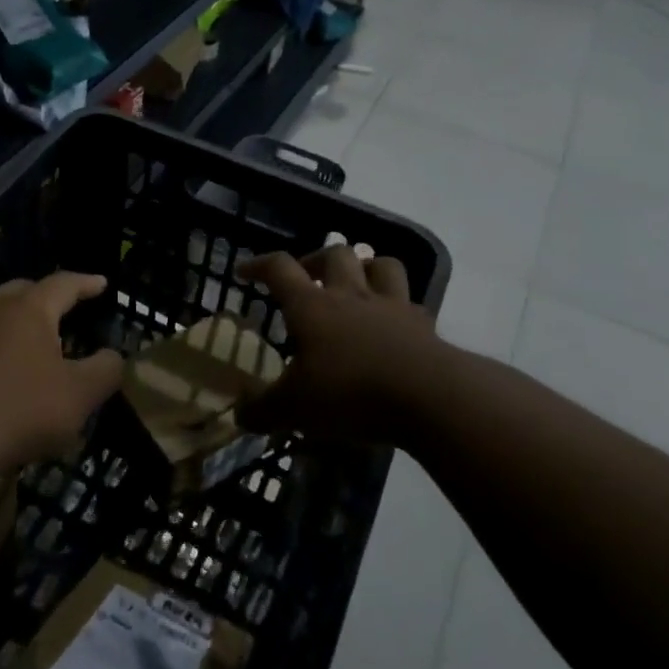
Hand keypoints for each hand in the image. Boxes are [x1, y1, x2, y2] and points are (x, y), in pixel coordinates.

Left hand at [0, 272, 122, 472]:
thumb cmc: (20, 409)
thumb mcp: (79, 396)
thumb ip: (104, 371)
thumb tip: (113, 356)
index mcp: (29, 309)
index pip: (63, 284)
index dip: (85, 283)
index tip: (101, 283)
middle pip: (22, 291)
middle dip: (46, 297)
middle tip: (64, 309)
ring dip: (15, 324)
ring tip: (31, 345)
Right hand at [242, 245, 447, 444]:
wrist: (429, 397)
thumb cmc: (350, 393)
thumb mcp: (295, 409)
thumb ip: (263, 410)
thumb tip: (239, 414)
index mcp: (311, 306)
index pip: (279, 268)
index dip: (259, 265)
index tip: (244, 272)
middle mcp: (349, 295)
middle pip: (334, 254)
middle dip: (316, 259)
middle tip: (306, 277)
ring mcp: (390, 306)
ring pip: (380, 264)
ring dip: (366, 267)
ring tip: (356, 284)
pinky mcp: (423, 325)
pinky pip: (411, 302)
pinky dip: (400, 306)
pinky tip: (395, 323)